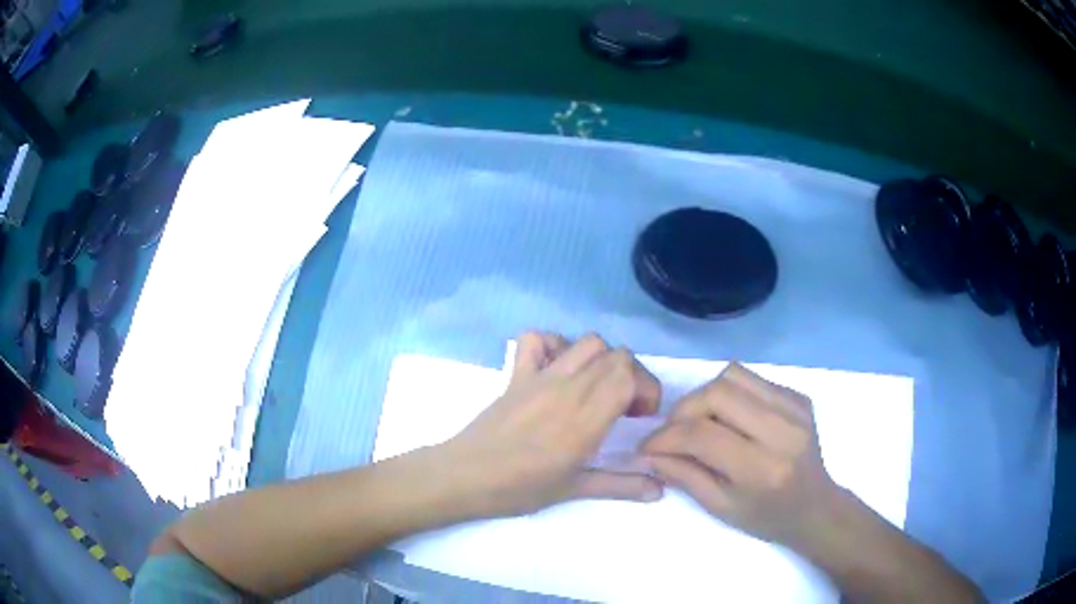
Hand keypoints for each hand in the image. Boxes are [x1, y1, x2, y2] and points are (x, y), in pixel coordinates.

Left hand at [441, 332, 664, 516]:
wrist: (465, 476)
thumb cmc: (519, 488)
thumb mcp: (574, 490)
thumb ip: (621, 485)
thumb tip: (660, 491)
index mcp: (585, 420)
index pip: (629, 376)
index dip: (646, 389)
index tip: (641, 416)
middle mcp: (568, 389)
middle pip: (616, 356)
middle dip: (633, 376)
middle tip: (626, 407)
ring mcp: (540, 376)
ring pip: (588, 342)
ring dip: (603, 359)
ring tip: (598, 389)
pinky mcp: (517, 374)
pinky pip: (537, 339)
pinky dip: (555, 344)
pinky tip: (558, 370)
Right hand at [641, 363, 841, 548]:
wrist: (815, 506)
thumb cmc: (766, 518)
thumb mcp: (720, 508)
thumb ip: (684, 475)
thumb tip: (649, 452)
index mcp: (762, 469)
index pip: (703, 435)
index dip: (666, 437)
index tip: (648, 446)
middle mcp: (782, 431)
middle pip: (718, 393)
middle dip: (684, 409)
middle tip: (673, 431)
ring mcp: (795, 408)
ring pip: (733, 375)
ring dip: (705, 396)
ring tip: (700, 421)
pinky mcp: (798, 396)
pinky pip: (752, 379)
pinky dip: (730, 393)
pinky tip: (730, 418)